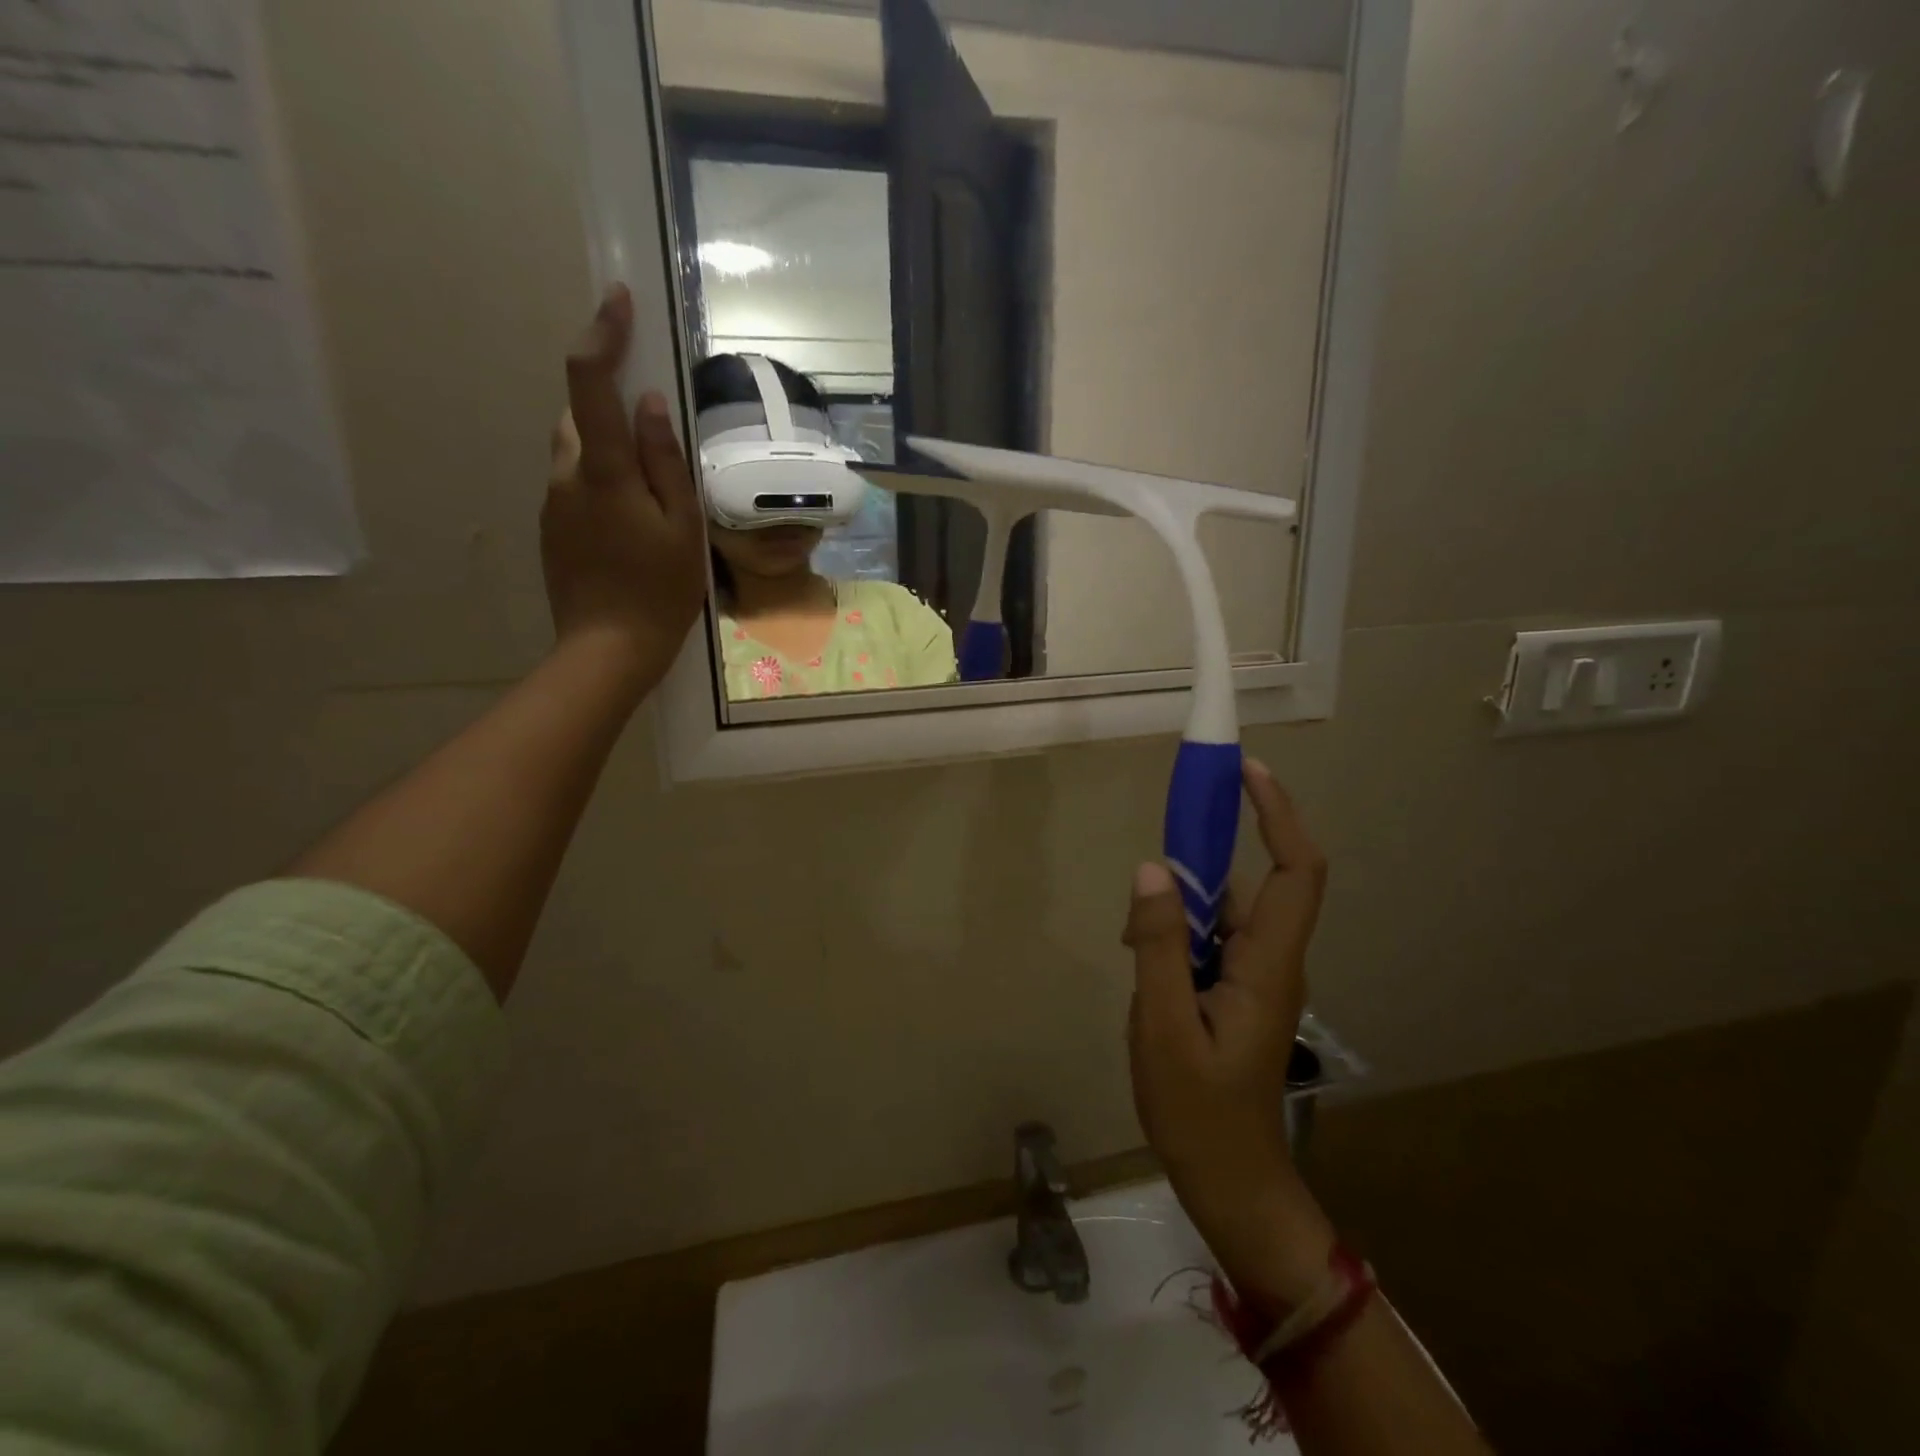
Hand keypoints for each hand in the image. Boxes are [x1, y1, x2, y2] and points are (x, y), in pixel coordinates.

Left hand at [544, 284, 706, 686]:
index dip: (602, 334)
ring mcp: (552, 504)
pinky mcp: (551, 530)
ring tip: (650, 500)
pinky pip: (575, 488)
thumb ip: (665, 462)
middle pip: (580, 418)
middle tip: (657, 445)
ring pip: (577, 454)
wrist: (607, 650)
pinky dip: (602, 488)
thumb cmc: (659, 591)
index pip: (590, 382)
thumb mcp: (682, 527)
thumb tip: (649, 403)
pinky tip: (631, 530)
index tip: (617, 298)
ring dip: (608, 455)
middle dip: (611, 410)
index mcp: (603, 471)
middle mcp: (565, 476)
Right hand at [1125, 758, 1335, 1312]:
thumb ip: (1158, 946)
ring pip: (1225, 913)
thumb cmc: (1200, 1115)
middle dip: (1211, 854)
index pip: (1295, 870)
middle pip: (1258, 882)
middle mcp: (1273, 961)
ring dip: (1183, 904)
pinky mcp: (1236, 992)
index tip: (1246, 770)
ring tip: (1136, 942)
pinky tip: (1142, 960)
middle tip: (1162, 853)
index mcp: (1270, 965)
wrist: (1232, 1186)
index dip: (1278, 812)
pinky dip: (1176, 934)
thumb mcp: (1162, 1027)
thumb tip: (1152, 868)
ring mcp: (1256, 977)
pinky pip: (1210, 940)